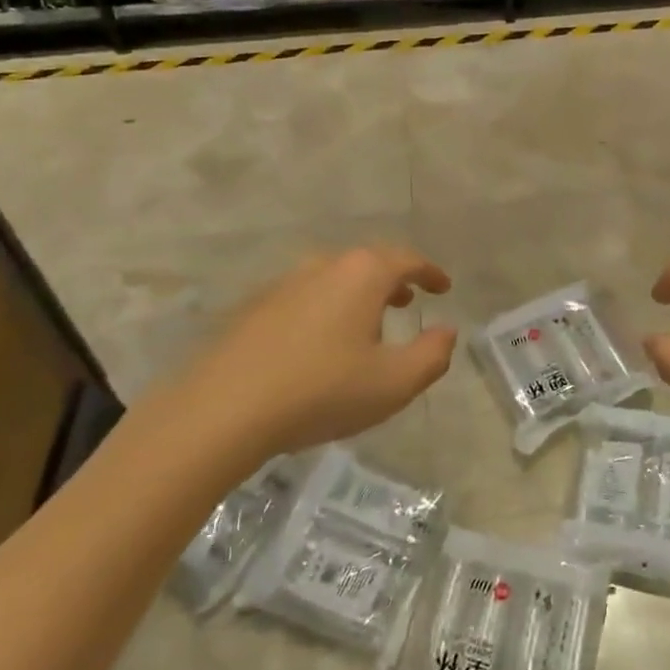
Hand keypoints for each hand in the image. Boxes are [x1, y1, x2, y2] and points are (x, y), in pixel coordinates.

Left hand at [146, 246, 456, 469]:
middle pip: (368, 262)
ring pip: (334, 278)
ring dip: (358, 294)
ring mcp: (283, 284)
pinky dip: (326, 308)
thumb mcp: (394, 383)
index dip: (430, 272)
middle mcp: (323, 266)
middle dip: (394, 279)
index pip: (407, 259)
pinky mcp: (253, 308)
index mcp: (362, 274)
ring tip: (368, 322)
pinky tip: (321, 343)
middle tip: (409, 301)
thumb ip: (432, 355)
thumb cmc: (321, 391)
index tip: (444, 287)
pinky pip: (305, 297)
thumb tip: (447, 331)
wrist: (221, 410)